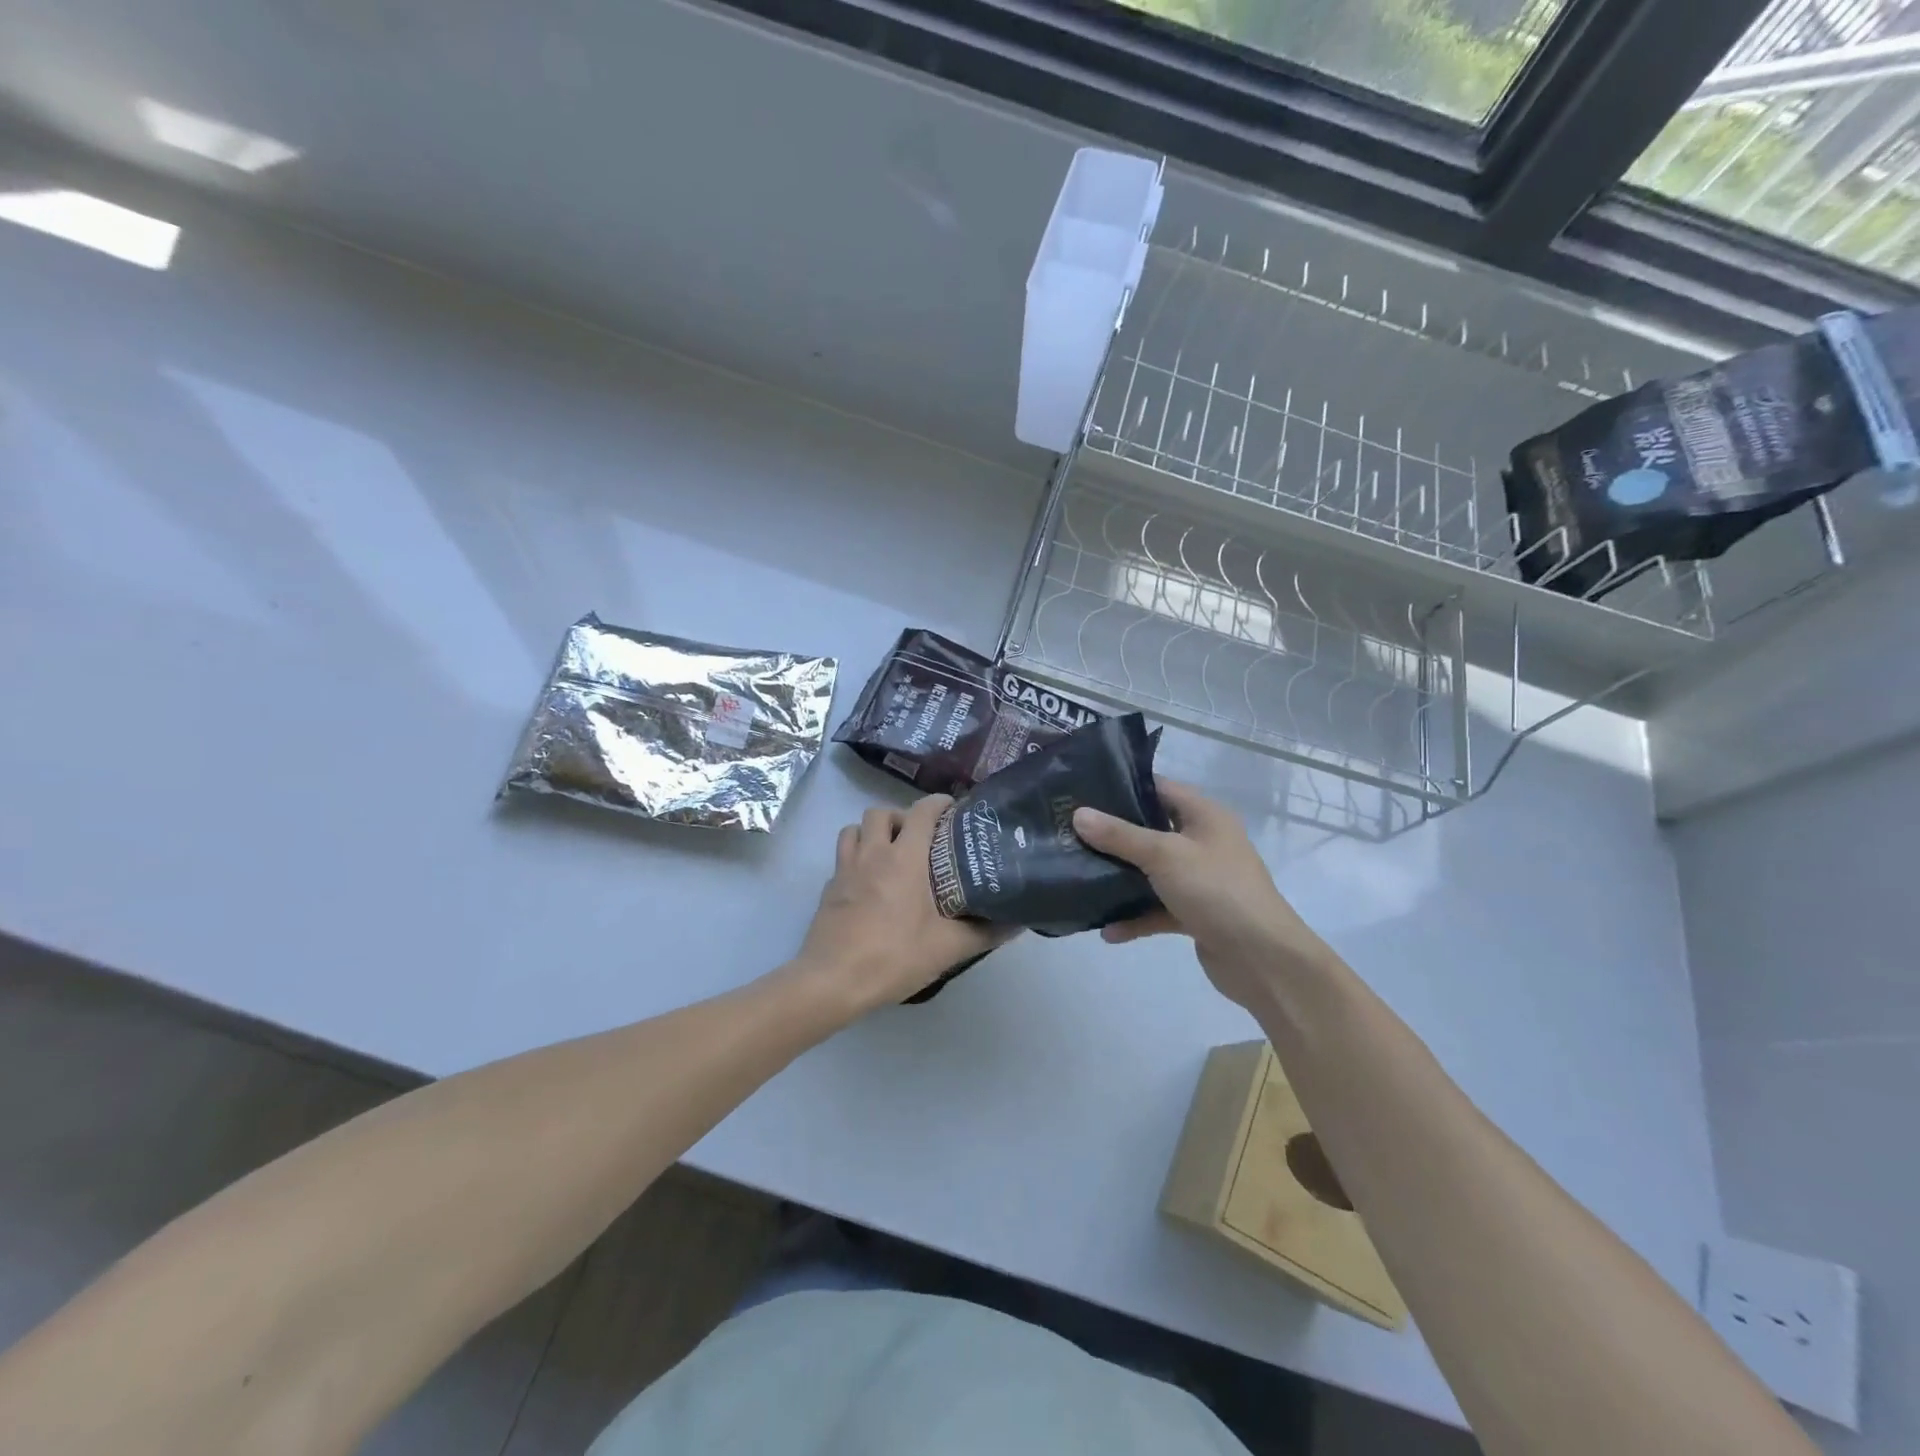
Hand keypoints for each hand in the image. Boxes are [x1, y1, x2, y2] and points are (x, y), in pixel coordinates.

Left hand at [791, 796, 1007, 1017]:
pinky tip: (868, 885)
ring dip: (872, 833)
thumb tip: (1017, 922)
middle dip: (901, 817)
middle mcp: (872, 854)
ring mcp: (845, 870)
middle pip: (881, 812)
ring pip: (853, 830)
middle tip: (919, 838)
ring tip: (890, 853)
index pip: (921, 811)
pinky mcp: (828, 890)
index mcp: (904, 858)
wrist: (833, 981)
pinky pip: (842, 859)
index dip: (938, 803)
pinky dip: (856, 860)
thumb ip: (985, 932)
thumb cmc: (893, 956)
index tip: (953, 810)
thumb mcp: (947, 948)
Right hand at [1072, 779, 1334, 1009]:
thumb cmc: (1215, 890)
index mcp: (1205, 816)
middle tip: (1070, 832)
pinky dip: (1135, 917)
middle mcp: (1204, 842)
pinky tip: (1107, 931)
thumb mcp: (1164, 855)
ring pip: (1152, 872)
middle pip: (1151, 830)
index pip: (1160, 788)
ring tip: (1079, 876)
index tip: (1083, 790)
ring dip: (1120, 878)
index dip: (1123, 786)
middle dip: (1113, 834)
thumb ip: (1119, 835)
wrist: (1262, 958)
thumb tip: (1079, 814)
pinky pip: (1157, 908)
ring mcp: (1200, 880)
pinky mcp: (1196, 913)